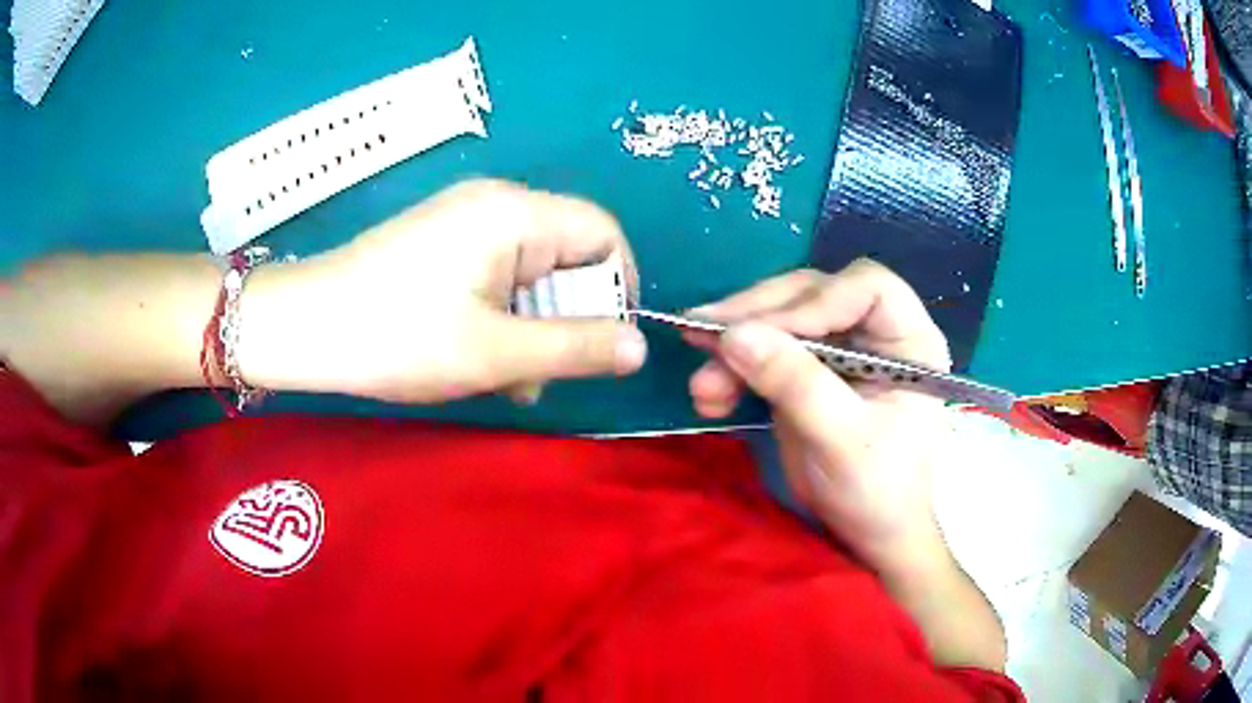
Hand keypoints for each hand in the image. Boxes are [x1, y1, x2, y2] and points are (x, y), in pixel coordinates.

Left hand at [239, 180, 647, 403]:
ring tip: (508, 377)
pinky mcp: (443, 242)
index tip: (605, 343)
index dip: (618, 287)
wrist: (305, 326)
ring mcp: (466, 220)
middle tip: (542, 372)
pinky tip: (481, 355)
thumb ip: (577, 348)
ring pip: (532, 270)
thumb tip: (640, 346)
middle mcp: (497, 204)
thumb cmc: (399, 337)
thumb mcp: (496, 353)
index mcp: (516, 214)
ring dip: (534, 324)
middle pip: (568, 252)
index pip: (604, 234)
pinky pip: (498, 272)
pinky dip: (503, 314)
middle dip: (569, 316)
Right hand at [683, 259, 952, 576]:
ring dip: (734, 346)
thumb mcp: (841, 440)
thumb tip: (733, 335)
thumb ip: (795, 384)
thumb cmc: (877, 492)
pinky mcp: (809, 368)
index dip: (813, 302)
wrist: (867, 534)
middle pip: (812, 295)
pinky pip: (765, 350)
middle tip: (702, 335)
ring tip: (701, 387)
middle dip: (756, 318)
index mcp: (909, 340)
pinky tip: (710, 397)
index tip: (759, 332)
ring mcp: (839, 348)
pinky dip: (733, 368)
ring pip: (780, 319)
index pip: (865, 288)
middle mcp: (875, 331)